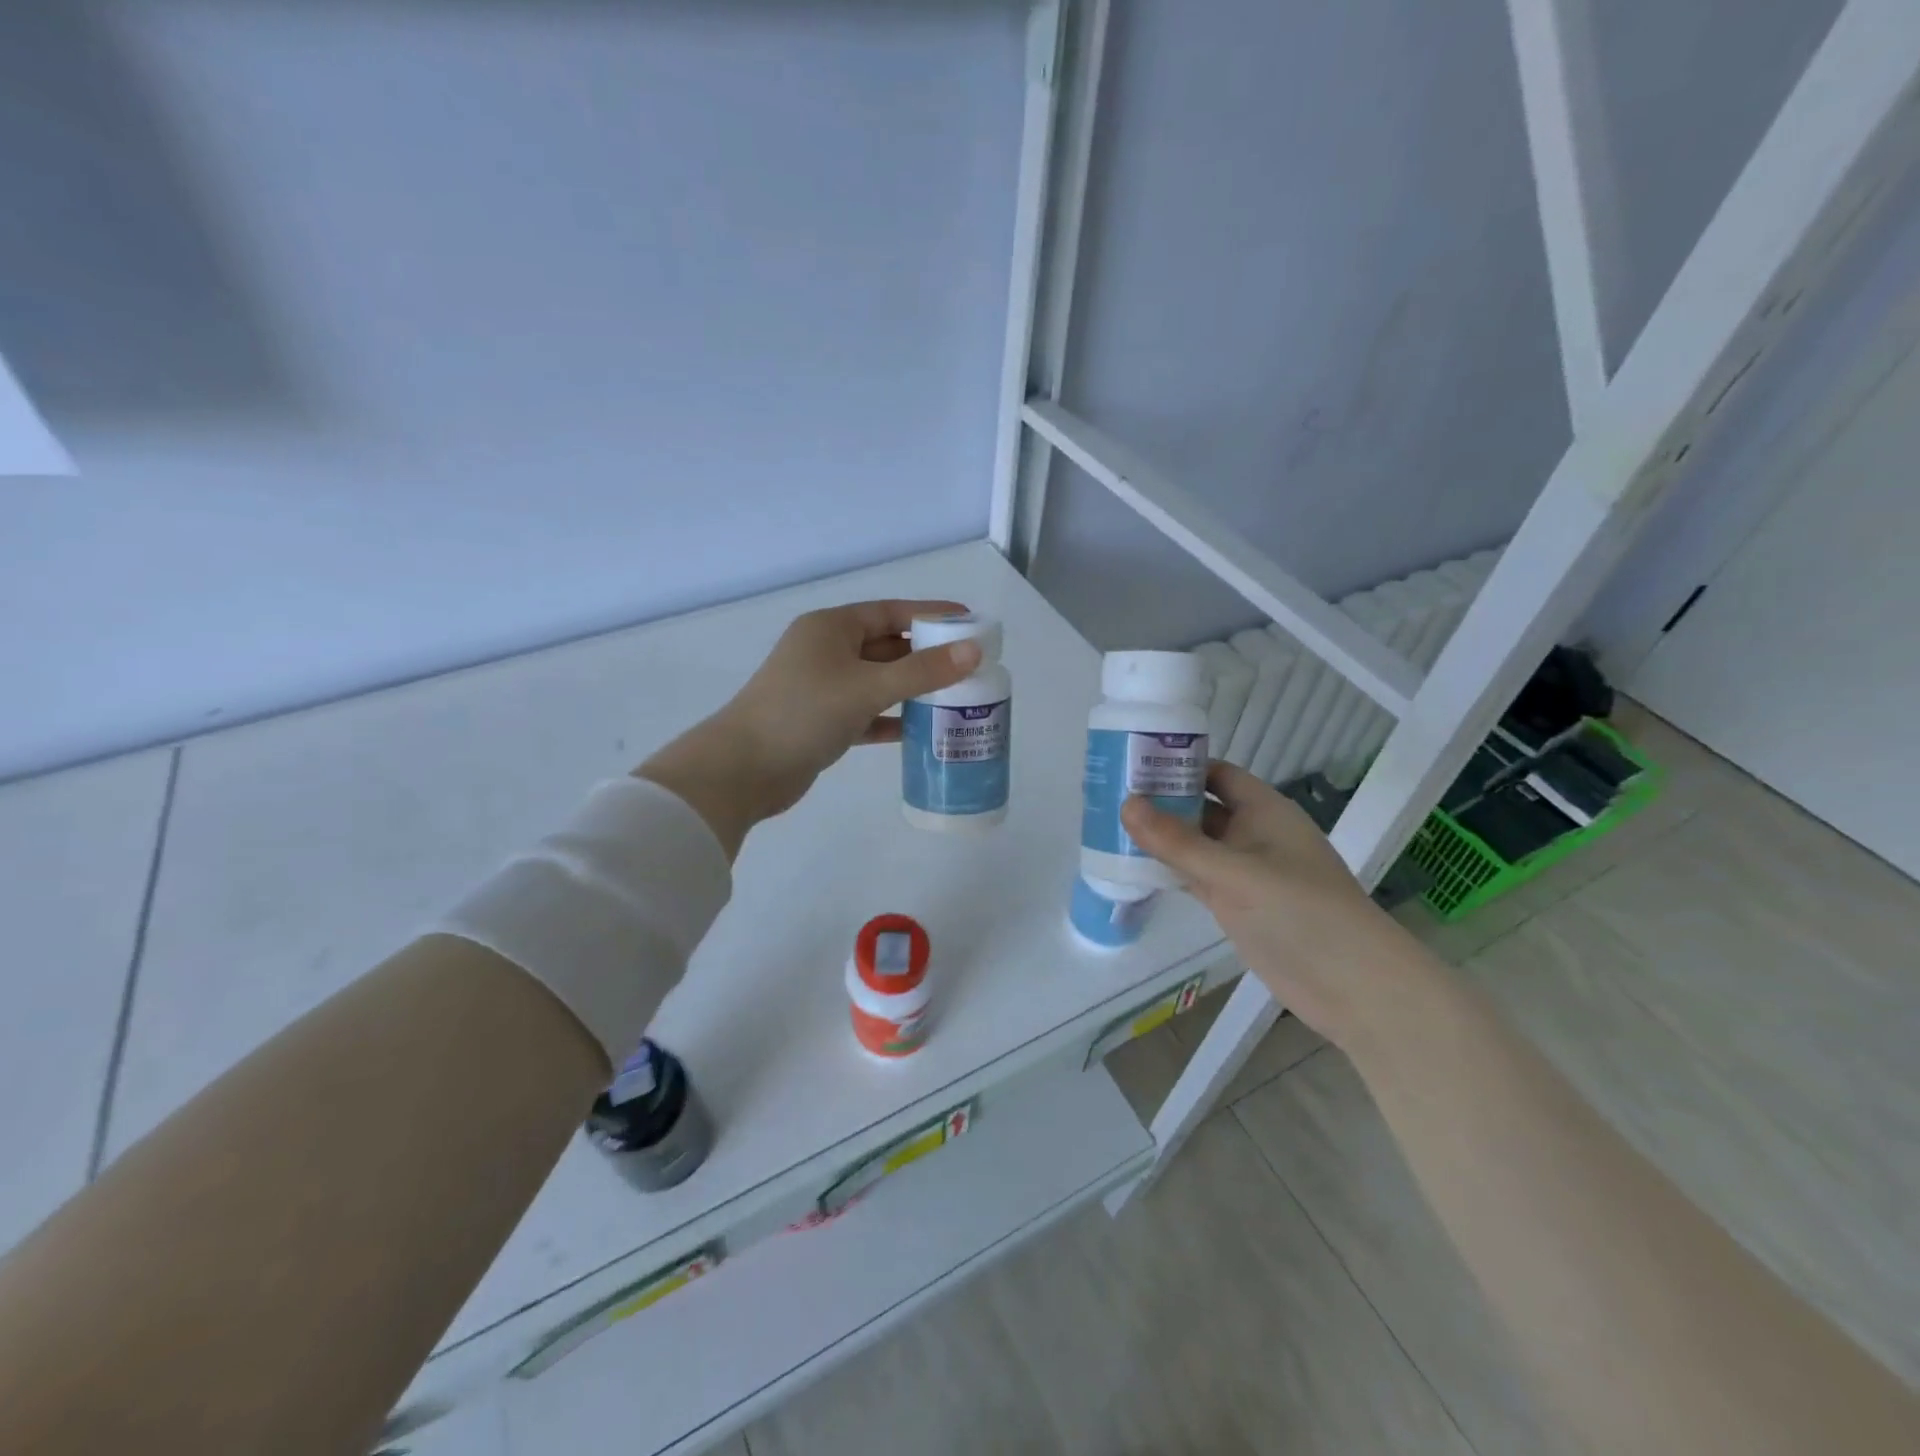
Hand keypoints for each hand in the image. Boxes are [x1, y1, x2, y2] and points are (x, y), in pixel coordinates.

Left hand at [638, 600, 981, 857]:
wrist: (743, 770)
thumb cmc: (804, 713)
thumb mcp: (867, 687)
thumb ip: (922, 671)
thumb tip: (973, 651)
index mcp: (831, 628)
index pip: (890, 612)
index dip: (930, 614)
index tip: (969, 623)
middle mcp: (826, 652)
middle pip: (887, 646)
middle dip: (926, 656)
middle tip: (971, 665)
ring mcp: (823, 688)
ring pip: (878, 682)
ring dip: (913, 689)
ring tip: (957, 697)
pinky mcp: (823, 722)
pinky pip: (867, 713)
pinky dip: (892, 719)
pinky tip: (921, 730)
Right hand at [1119, 761, 1420, 1046]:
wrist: (1350, 984)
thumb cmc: (1298, 911)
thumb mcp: (1233, 871)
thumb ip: (1178, 841)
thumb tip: (1127, 804)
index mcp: (1264, 810)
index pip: (1217, 773)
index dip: (1179, 764)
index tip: (1133, 762)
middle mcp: (1253, 834)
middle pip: (1201, 807)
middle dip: (1162, 801)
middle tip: (1109, 795)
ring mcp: (1244, 871)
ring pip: (1195, 844)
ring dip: (1161, 838)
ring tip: (1110, 827)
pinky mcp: (1236, 904)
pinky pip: (1196, 877)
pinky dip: (1169, 871)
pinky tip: (1132, 869)